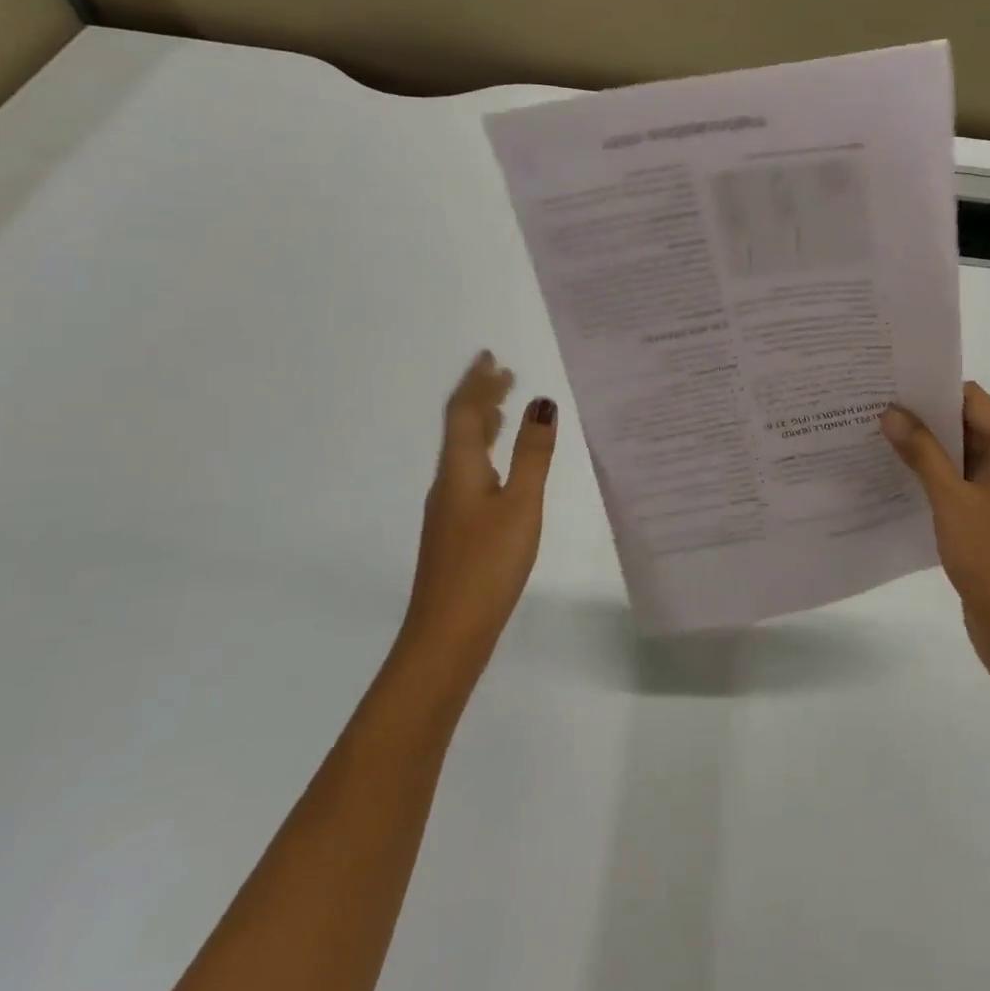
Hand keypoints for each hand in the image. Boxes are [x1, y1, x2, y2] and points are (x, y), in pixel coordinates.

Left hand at [404, 351, 557, 683]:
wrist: (448, 633)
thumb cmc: (487, 564)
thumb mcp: (520, 505)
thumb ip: (533, 456)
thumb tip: (541, 404)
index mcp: (461, 470)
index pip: (464, 413)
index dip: (477, 383)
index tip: (490, 357)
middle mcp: (448, 482)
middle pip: (460, 429)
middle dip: (481, 398)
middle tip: (503, 375)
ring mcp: (449, 508)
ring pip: (464, 452)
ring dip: (483, 424)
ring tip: (504, 408)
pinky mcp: (456, 530)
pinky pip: (469, 472)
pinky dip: (485, 452)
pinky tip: (499, 466)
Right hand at [880, 383, 989, 685]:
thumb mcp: (951, 501)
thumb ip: (921, 453)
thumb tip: (891, 412)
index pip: (973, 400)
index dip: (932, 391)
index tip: (890, 389)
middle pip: (970, 422)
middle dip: (926, 418)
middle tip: (877, 410)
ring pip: (965, 450)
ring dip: (929, 446)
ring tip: (881, 437)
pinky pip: (965, 476)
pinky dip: (938, 471)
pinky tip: (901, 473)